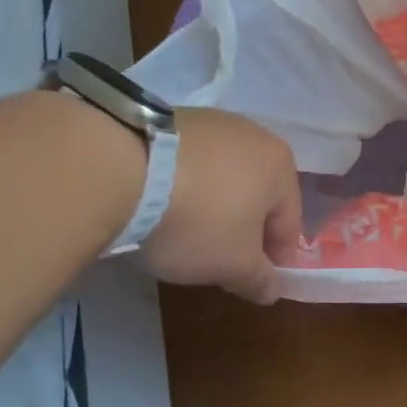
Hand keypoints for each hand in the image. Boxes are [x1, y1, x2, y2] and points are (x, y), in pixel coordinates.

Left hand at [138, 108, 299, 303]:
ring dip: (214, 205)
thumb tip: (273, 289)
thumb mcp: (233, 265)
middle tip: (216, 258)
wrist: (117, 168)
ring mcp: (211, 121)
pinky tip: (161, 203)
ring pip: (224, 177)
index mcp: (281, 166)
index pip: (288, 224)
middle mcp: (254, 135)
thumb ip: (260, 280)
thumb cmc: (196, 220)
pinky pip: (191, 162)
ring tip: (183, 229)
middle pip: (257, 196)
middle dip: (242, 228)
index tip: (250, 281)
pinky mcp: (171, 117)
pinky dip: (185, 185)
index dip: (273, 259)